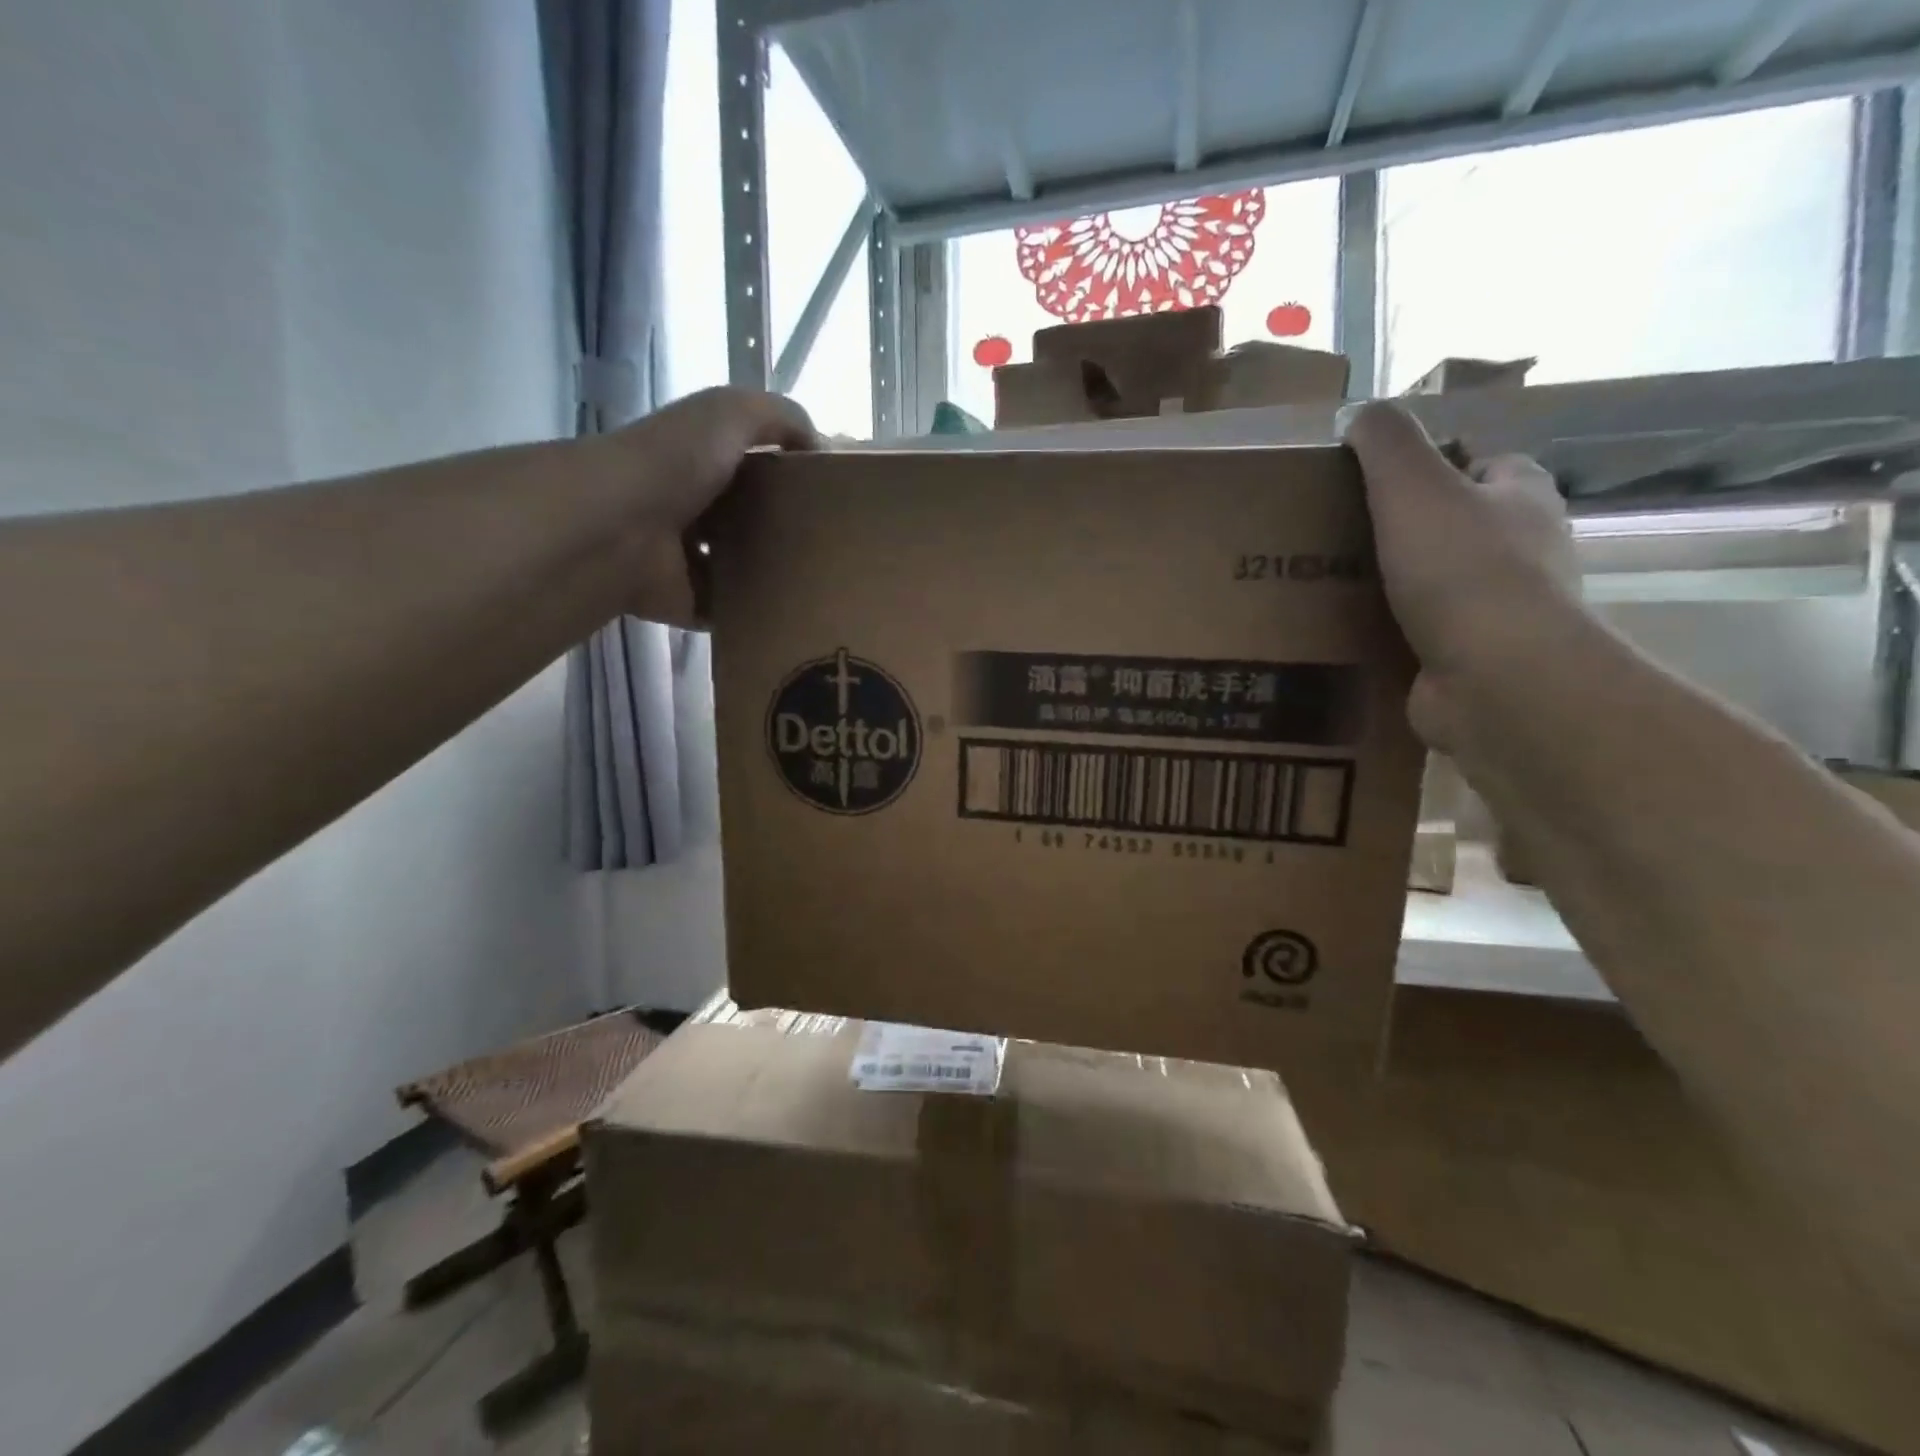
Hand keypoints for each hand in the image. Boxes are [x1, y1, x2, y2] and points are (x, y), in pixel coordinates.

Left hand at [592, 387, 816, 622]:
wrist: (619, 527)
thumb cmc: (674, 462)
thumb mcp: (730, 412)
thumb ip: (780, 417)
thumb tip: (821, 446)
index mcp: (701, 461)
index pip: (754, 468)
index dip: (791, 477)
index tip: (832, 496)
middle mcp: (692, 508)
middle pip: (751, 521)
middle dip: (787, 531)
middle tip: (834, 546)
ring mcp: (687, 559)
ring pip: (741, 568)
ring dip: (772, 575)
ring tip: (819, 582)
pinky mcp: (686, 601)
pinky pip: (728, 610)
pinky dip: (752, 614)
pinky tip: (789, 612)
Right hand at [1339, 401, 1580, 747]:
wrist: (1495, 678)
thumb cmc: (1462, 571)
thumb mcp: (1414, 487)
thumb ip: (1386, 443)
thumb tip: (1359, 412)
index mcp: (1520, 494)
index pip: (1476, 461)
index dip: (1427, 464)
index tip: (1367, 482)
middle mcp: (1522, 546)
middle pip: (1452, 523)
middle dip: (1399, 529)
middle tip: (1332, 538)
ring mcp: (1500, 607)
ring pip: (1434, 581)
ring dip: (1389, 584)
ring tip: (1323, 587)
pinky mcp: (1472, 656)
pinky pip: (1421, 632)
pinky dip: (1387, 632)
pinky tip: (1345, 635)